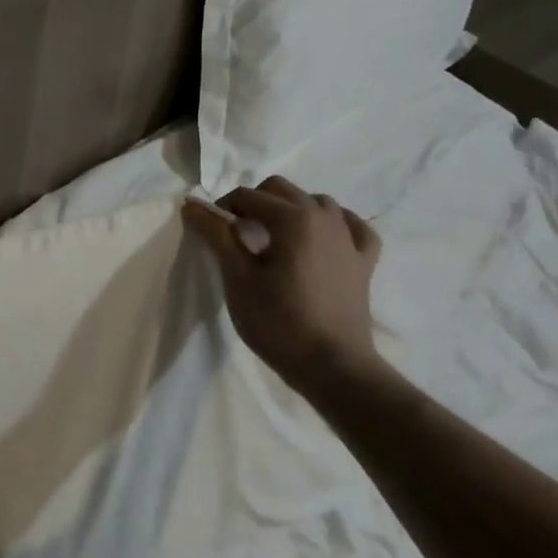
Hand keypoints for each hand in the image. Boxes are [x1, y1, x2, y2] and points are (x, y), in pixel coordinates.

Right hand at [182, 177, 385, 398]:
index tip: (209, 231)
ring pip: (317, 202)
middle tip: (235, 233)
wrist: (334, 368)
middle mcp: (324, 218)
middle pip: (281, 189)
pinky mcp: (364, 262)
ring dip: (291, 209)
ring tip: (273, 237)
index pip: (247, 196)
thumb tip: (192, 205)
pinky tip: (323, 237)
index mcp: (293, 218)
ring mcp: (349, 238)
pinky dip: (335, 224)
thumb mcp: (238, 278)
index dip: (221, 209)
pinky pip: (353, 227)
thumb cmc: (279, 322)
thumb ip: (217, 235)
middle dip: (253, 202)